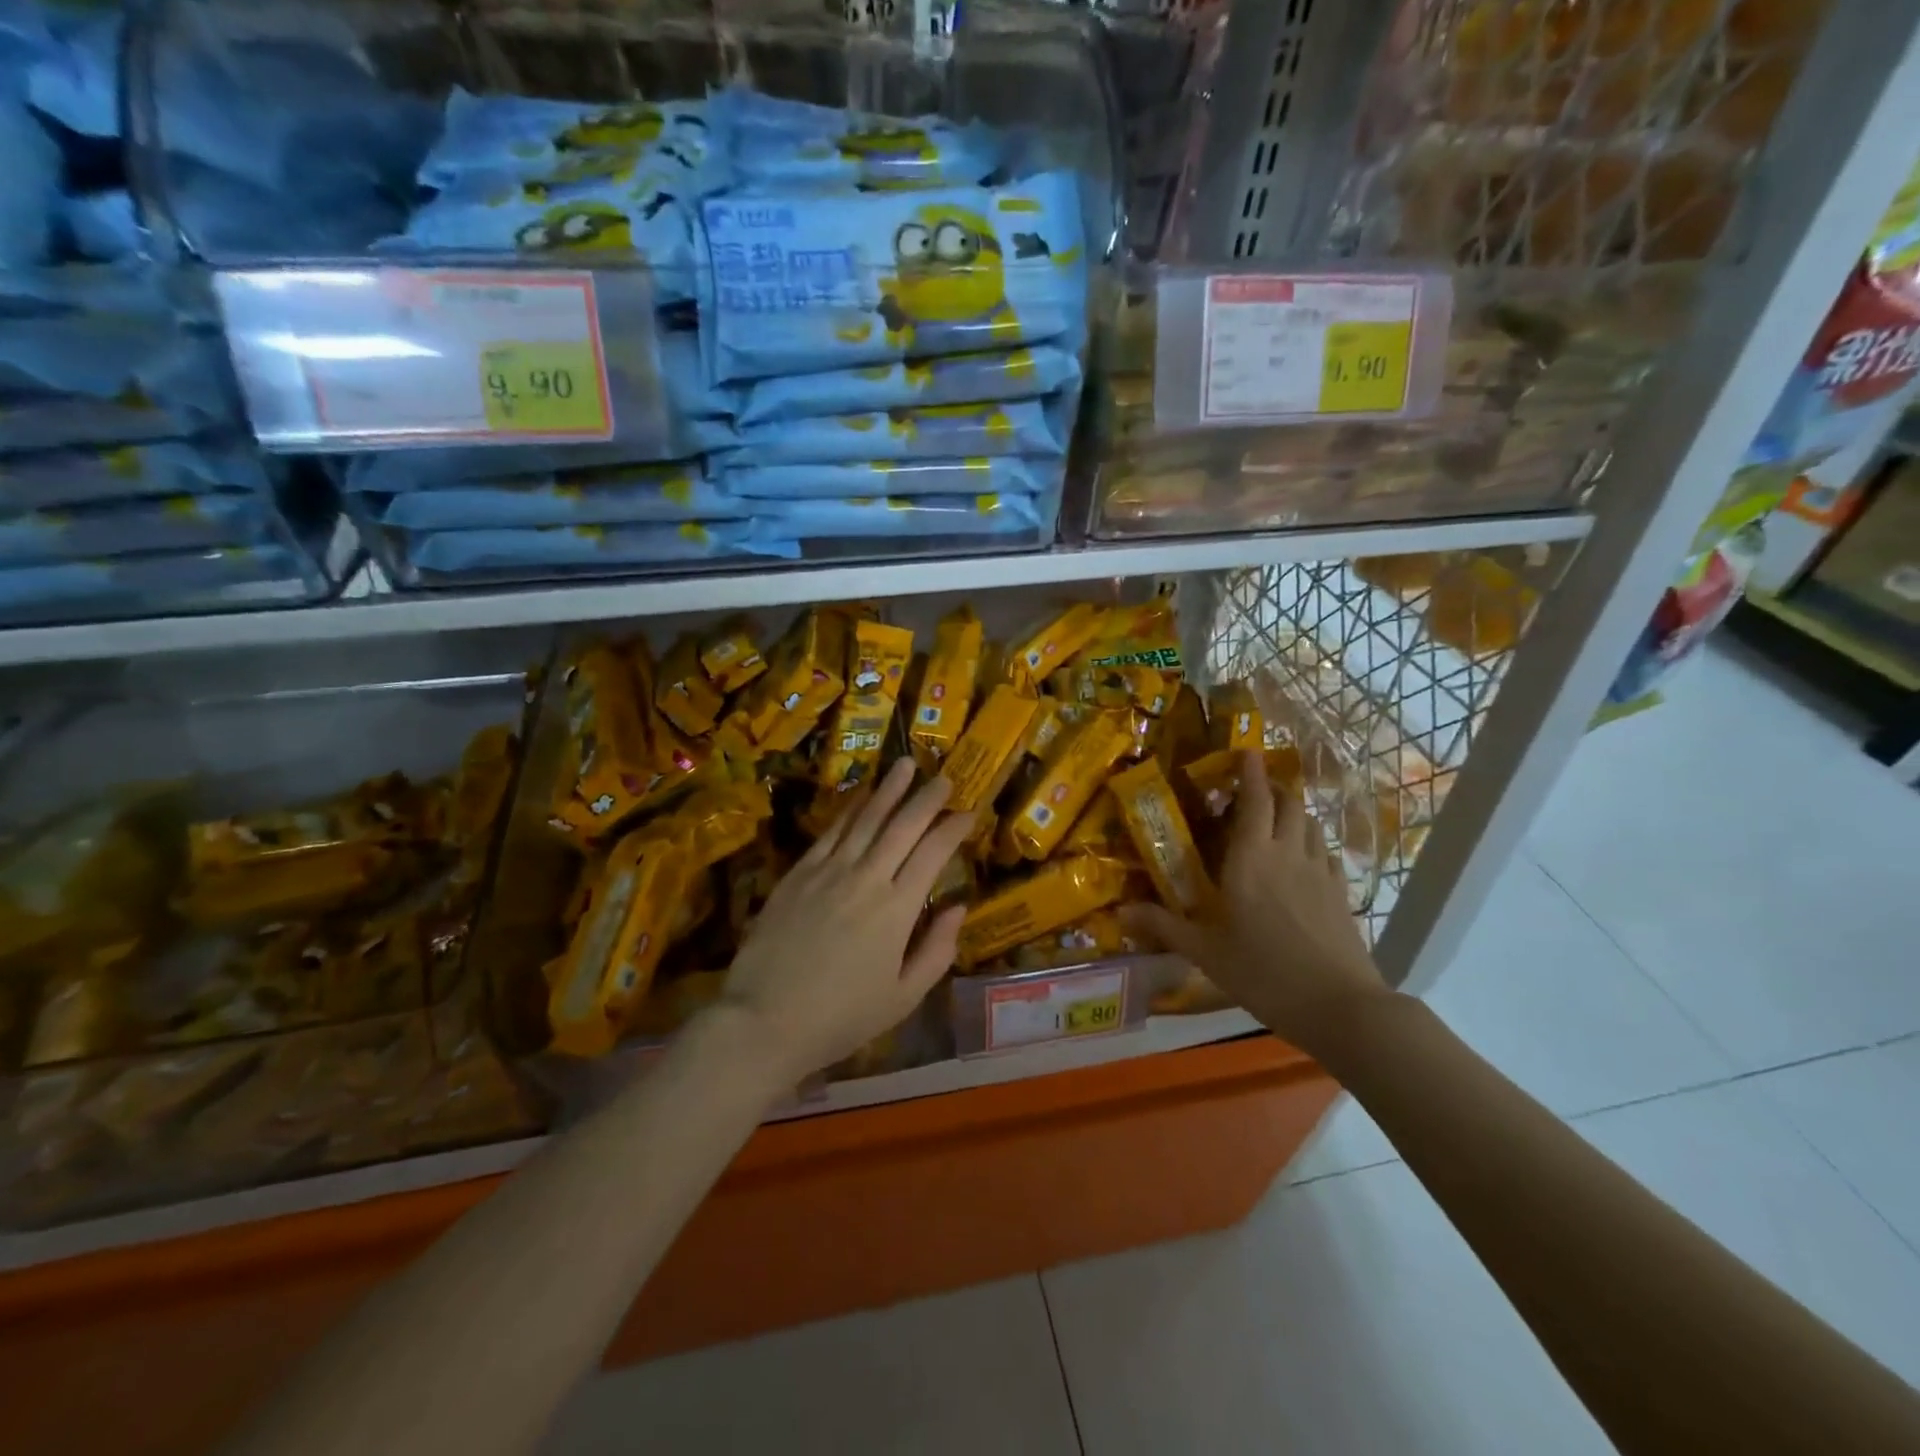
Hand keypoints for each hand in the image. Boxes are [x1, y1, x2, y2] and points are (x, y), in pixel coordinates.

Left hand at [716, 759, 974, 1085]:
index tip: (968, 812)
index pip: (933, 853)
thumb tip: (958, 906)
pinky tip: (861, 795)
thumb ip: (937, 949)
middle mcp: (867, 878)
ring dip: (888, 789)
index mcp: (897, 909)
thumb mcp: (903, 997)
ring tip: (904, 765)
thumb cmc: (841, 1017)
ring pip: (865, 818)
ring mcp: (829, 871)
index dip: (953, 828)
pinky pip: (830, 831)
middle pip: (902, 825)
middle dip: (926, 798)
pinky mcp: (798, 873)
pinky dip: (849, 808)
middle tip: (943, 777)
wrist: (764, 1020)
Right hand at [1122, 749, 1389, 1055]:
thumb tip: (1119, 913)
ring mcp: (1319, 871)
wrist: (1339, 1005)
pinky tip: (1301, 860)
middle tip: (1253, 789)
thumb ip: (1163, 926)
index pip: (1255, 800)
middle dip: (1273, 787)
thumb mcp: (1204, 952)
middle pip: (1289, 803)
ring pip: (1310, 824)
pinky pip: (1324, 851)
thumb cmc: (1263, 972)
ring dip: (1293, 812)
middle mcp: (1287, 853)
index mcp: (1251, 859)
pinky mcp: (1340, 892)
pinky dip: (1310, 841)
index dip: (1251, 772)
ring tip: (1275, 820)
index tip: (1245, 751)